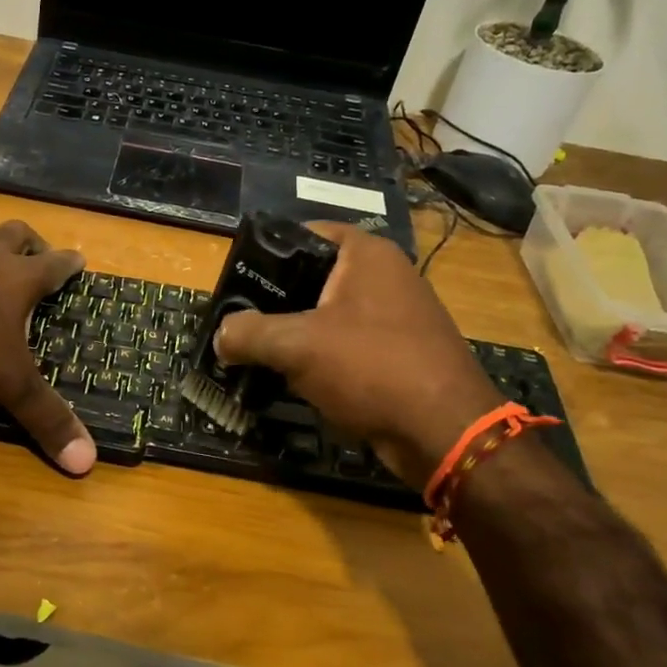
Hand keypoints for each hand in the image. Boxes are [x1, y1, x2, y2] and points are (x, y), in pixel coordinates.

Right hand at [213, 222, 501, 486]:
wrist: (446, 432)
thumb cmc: (371, 367)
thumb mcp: (297, 346)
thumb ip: (249, 334)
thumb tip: (221, 336)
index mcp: (366, 255)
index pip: (306, 234)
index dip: (268, 251)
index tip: (237, 279)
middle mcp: (387, 276)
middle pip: (315, 276)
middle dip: (276, 300)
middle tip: (240, 320)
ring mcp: (398, 316)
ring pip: (330, 314)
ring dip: (296, 333)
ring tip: (259, 351)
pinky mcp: (402, 353)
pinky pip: (349, 344)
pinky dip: (322, 357)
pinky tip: (296, 378)